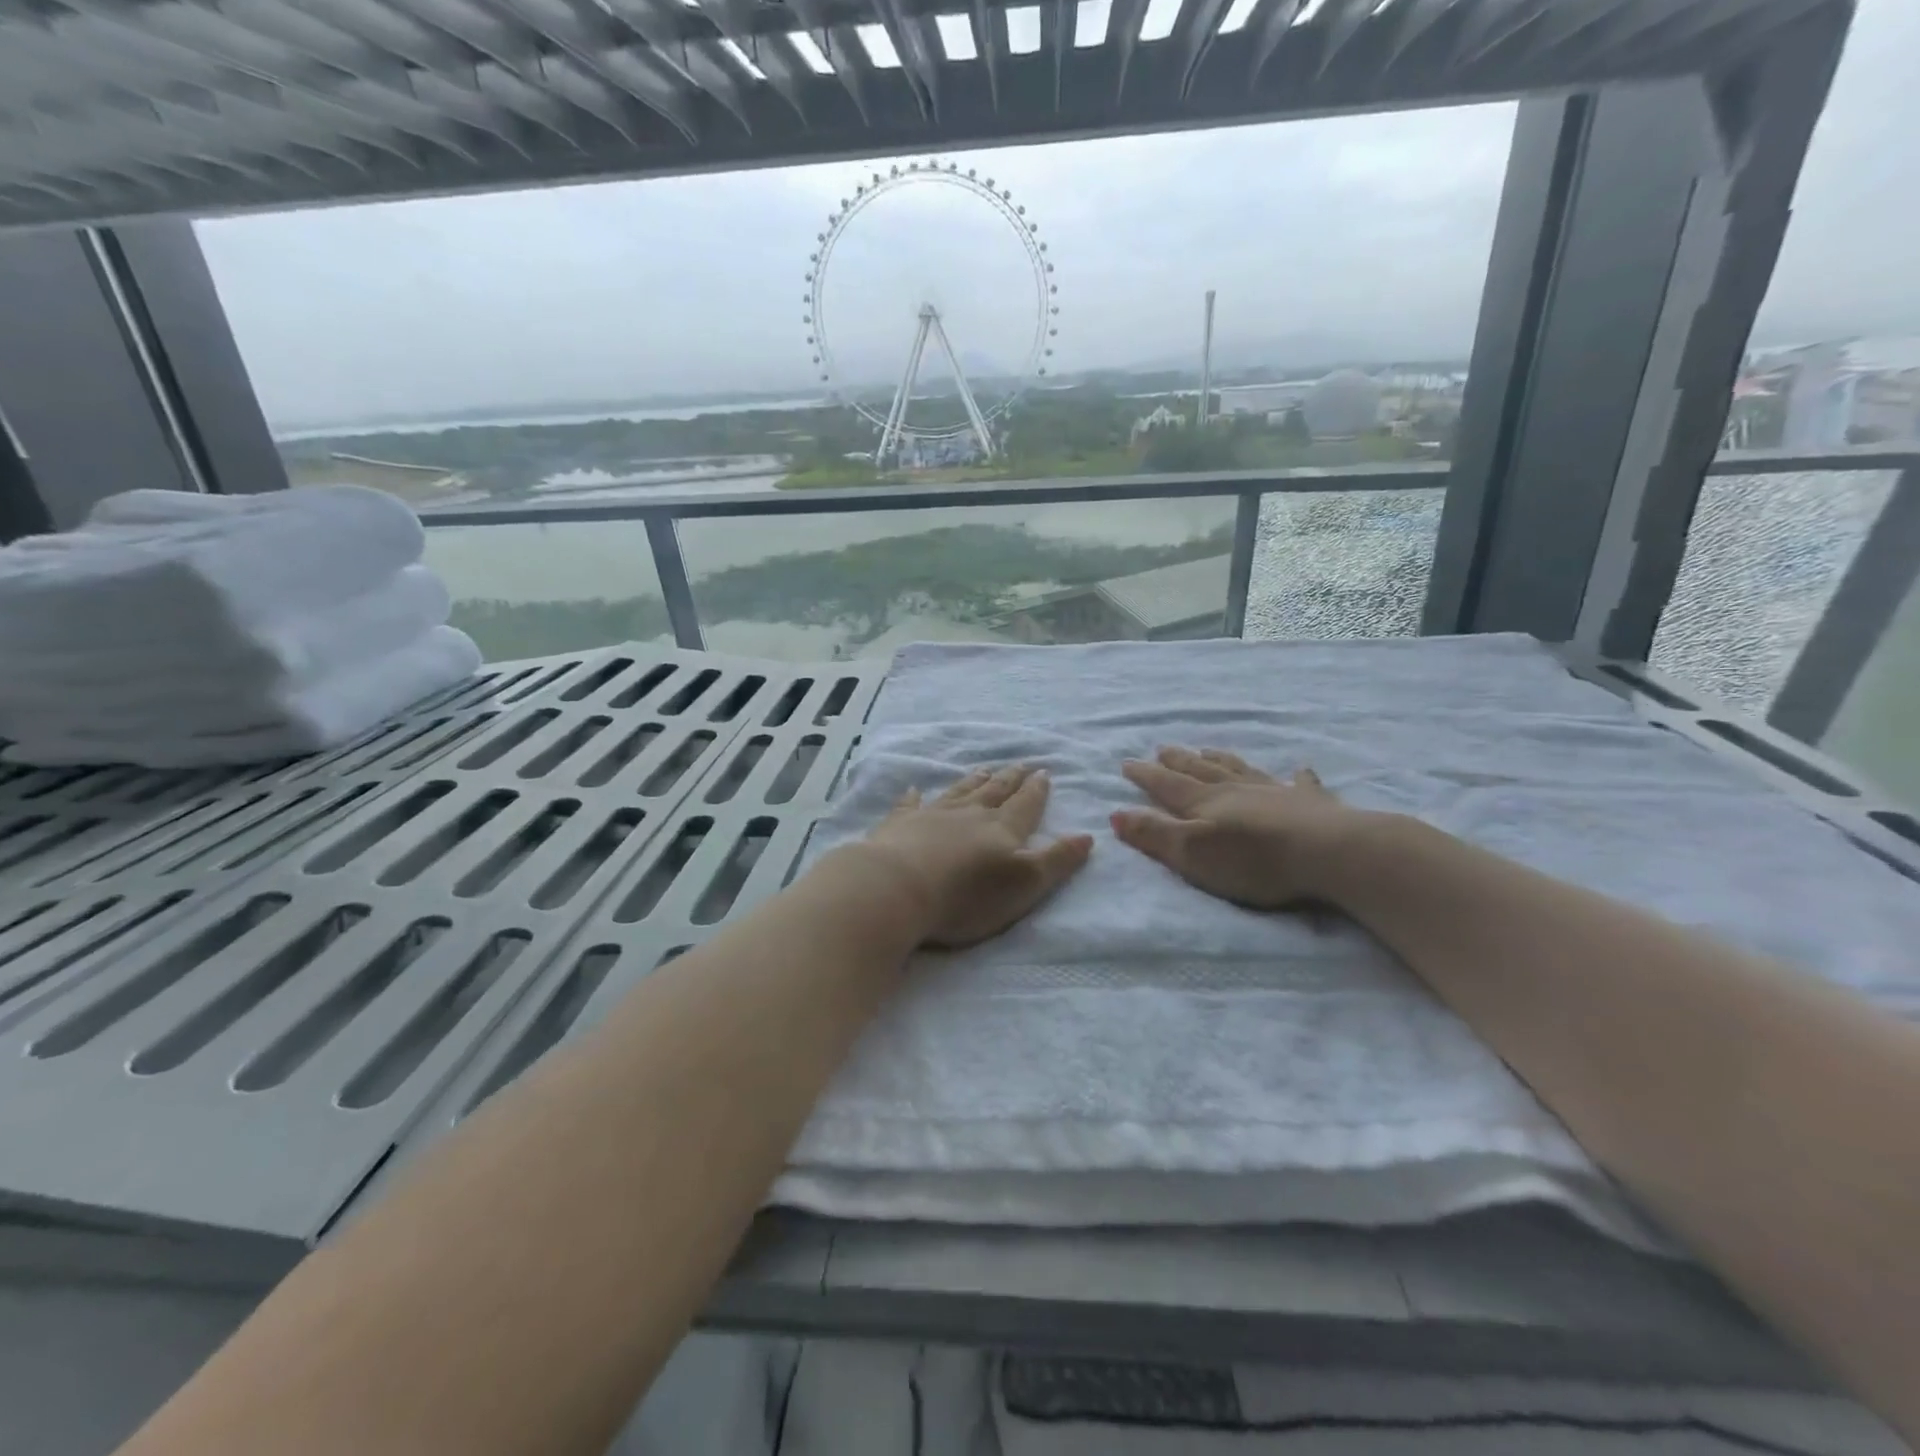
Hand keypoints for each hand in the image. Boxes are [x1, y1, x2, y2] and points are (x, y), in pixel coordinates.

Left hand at [858, 764, 1093, 948]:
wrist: (898, 888)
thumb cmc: (967, 895)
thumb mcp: (1025, 884)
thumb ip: (1056, 860)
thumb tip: (1088, 836)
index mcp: (1002, 829)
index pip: (1025, 805)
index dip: (1036, 791)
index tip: (1044, 772)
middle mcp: (969, 815)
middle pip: (994, 792)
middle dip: (1010, 779)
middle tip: (1020, 764)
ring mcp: (931, 816)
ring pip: (959, 792)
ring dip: (973, 781)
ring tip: (984, 769)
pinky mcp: (899, 826)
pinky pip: (910, 805)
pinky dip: (914, 797)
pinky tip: (913, 789)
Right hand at [1111, 747, 1367, 909]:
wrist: (1329, 852)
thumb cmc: (1254, 859)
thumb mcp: (1192, 853)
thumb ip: (1154, 834)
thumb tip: (1116, 813)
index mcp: (1205, 802)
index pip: (1167, 785)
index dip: (1145, 775)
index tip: (1127, 762)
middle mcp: (1236, 790)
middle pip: (1200, 771)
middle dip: (1178, 761)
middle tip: (1162, 748)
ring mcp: (1275, 793)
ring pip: (1240, 770)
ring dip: (1220, 760)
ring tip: (1207, 750)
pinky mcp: (1311, 804)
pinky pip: (1299, 783)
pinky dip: (1296, 776)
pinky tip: (1299, 769)